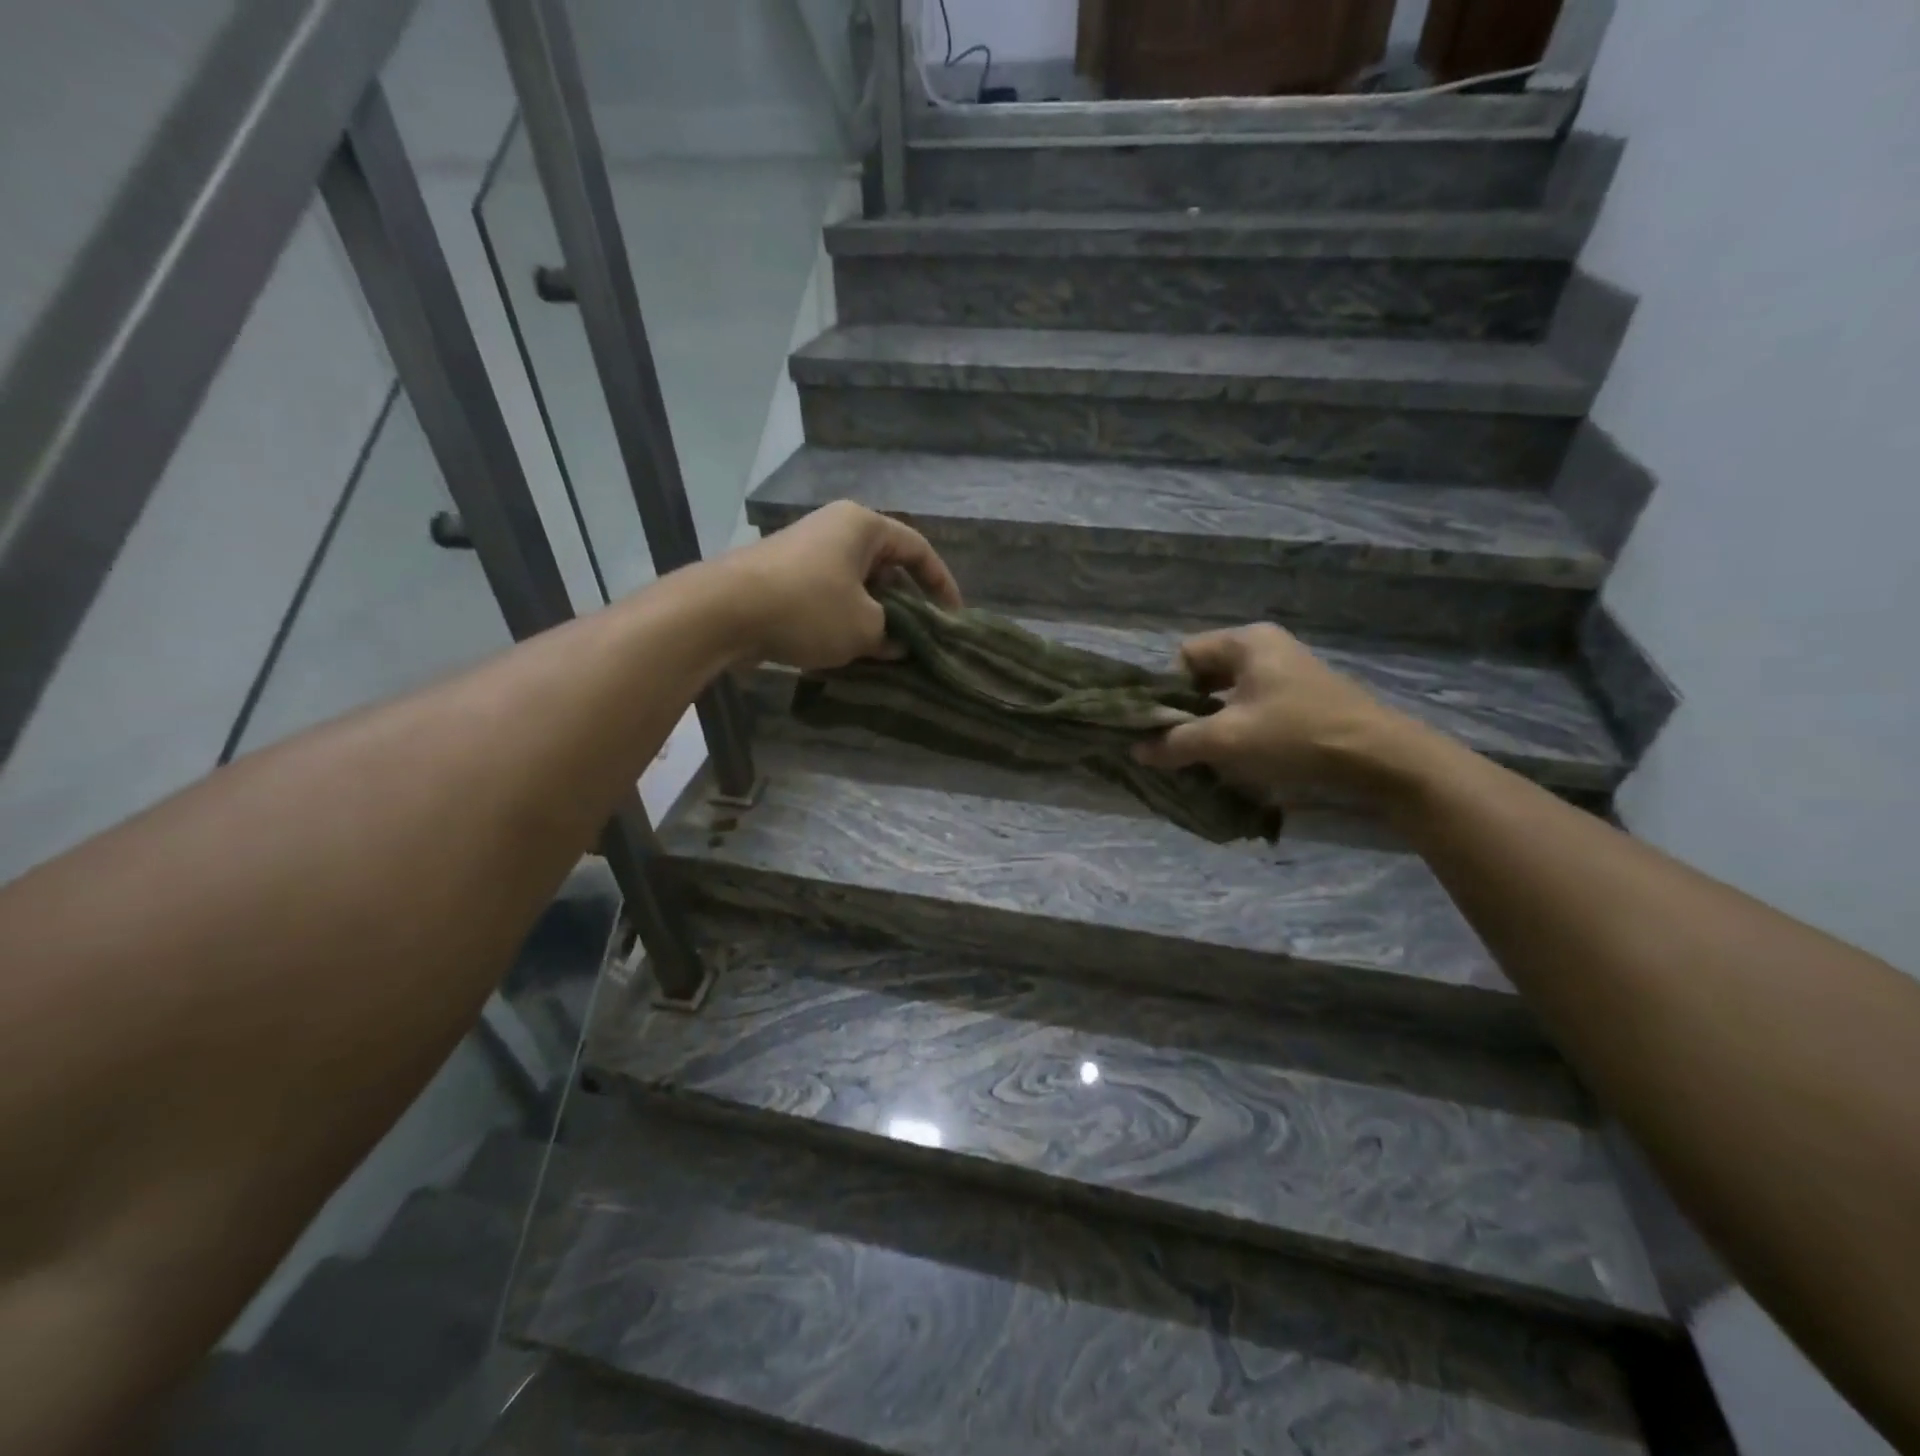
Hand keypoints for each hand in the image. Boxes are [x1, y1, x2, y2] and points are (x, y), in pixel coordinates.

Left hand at [719, 501, 961, 670]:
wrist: (724, 612)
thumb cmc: (809, 609)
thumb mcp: (865, 628)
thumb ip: (893, 635)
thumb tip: (899, 644)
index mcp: (862, 526)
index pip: (917, 549)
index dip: (940, 583)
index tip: (952, 616)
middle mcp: (834, 529)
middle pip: (885, 566)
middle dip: (904, 603)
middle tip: (918, 637)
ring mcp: (805, 551)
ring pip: (855, 584)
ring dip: (873, 616)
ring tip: (885, 650)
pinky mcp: (782, 576)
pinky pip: (827, 596)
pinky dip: (843, 619)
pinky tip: (847, 650)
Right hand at [1134, 624, 1425, 798]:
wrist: (1381, 759)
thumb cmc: (1296, 736)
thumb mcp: (1227, 740)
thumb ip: (1176, 742)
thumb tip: (1137, 750)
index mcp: (1247, 641)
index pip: (1183, 656)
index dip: (1165, 691)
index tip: (1160, 726)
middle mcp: (1266, 648)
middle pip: (1205, 675)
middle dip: (1186, 711)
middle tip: (1175, 745)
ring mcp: (1287, 672)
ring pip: (1228, 695)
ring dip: (1211, 724)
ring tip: (1201, 756)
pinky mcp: (1302, 698)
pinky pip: (1252, 708)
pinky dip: (1237, 729)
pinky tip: (1235, 758)